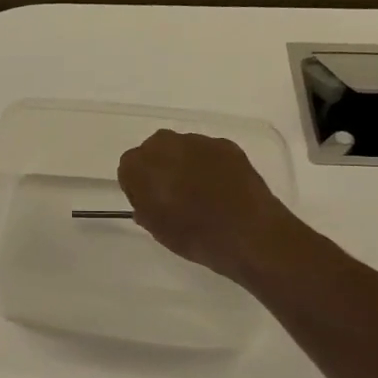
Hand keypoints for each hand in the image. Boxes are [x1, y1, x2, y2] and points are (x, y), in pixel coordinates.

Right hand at [117, 129, 294, 282]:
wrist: (249, 234)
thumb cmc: (194, 235)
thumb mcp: (156, 229)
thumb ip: (144, 208)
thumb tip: (146, 202)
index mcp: (141, 166)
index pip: (128, 168)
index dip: (138, 186)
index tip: (149, 202)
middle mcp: (166, 145)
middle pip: (154, 150)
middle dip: (159, 167)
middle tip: (172, 194)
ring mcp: (199, 142)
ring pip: (182, 148)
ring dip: (185, 164)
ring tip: (200, 192)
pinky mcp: (226, 145)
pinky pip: (208, 152)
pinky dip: (209, 165)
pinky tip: (221, 188)